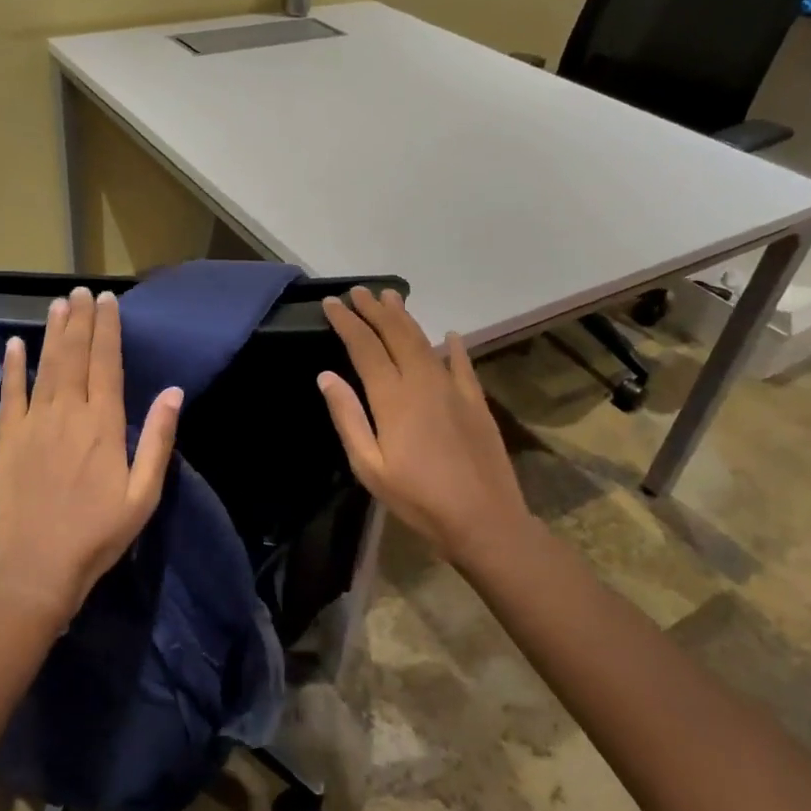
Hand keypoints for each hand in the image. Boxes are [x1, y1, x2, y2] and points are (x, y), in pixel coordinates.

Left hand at [0, 287, 182, 623]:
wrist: (37, 569)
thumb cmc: (99, 534)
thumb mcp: (143, 494)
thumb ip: (157, 440)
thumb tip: (173, 392)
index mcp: (103, 425)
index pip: (106, 364)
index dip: (108, 329)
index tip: (108, 300)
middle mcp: (67, 414)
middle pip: (75, 356)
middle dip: (81, 321)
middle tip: (83, 291)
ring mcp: (33, 425)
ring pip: (45, 367)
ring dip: (53, 333)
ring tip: (59, 304)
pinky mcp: (6, 440)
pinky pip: (9, 395)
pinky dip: (12, 367)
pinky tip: (15, 344)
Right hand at [317, 287, 531, 566]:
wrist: (484, 519)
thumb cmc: (418, 498)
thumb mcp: (369, 466)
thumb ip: (348, 417)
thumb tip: (326, 376)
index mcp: (393, 398)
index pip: (365, 347)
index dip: (347, 322)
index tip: (332, 303)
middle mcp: (423, 382)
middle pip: (396, 335)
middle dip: (374, 310)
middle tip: (358, 291)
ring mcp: (453, 389)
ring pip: (425, 342)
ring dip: (406, 318)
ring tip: (391, 298)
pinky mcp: (476, 402)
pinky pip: (463, 365)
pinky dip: (454, 347)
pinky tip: (450, 335)